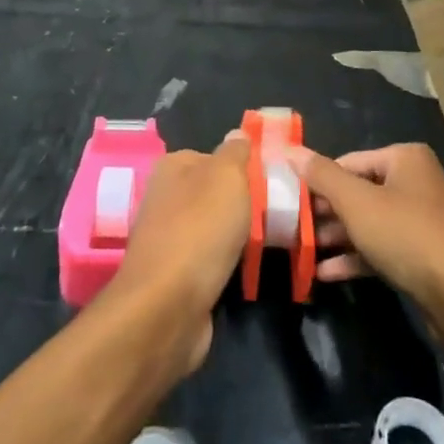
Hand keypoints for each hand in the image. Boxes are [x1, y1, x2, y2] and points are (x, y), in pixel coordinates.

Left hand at [106, 132, 250, 374]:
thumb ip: (236, 153)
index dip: (245, 167)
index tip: (274, 181)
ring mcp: (169, 237)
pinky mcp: (175, 274)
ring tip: (272, 241)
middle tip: (278, 212)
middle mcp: (166, 197)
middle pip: (216, 192)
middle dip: (245, 203)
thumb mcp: (227, 177)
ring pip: (215, 226)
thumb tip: (238, 136)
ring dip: (239, 235)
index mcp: (173, 166)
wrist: (168, 307)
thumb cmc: (200, 230)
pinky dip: (229, 262)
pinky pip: (211, 258)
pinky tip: (249, 268)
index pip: (216, 156)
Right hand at [290, 143, 443, 333]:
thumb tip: (289, 150)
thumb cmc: (408, 235)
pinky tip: (324, 273)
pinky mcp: (422, 255)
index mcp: (404, 158)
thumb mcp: (357, 203)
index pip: (347, 162)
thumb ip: (322, 176)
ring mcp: (420, 220)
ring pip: (368, 222)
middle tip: (290, 228)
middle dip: (325, 212)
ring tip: (300, 251)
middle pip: (358, 191)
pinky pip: (381, 248)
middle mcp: (414, 182)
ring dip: (336, 237)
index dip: (316, 181)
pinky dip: (355, 257)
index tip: (287, 201)